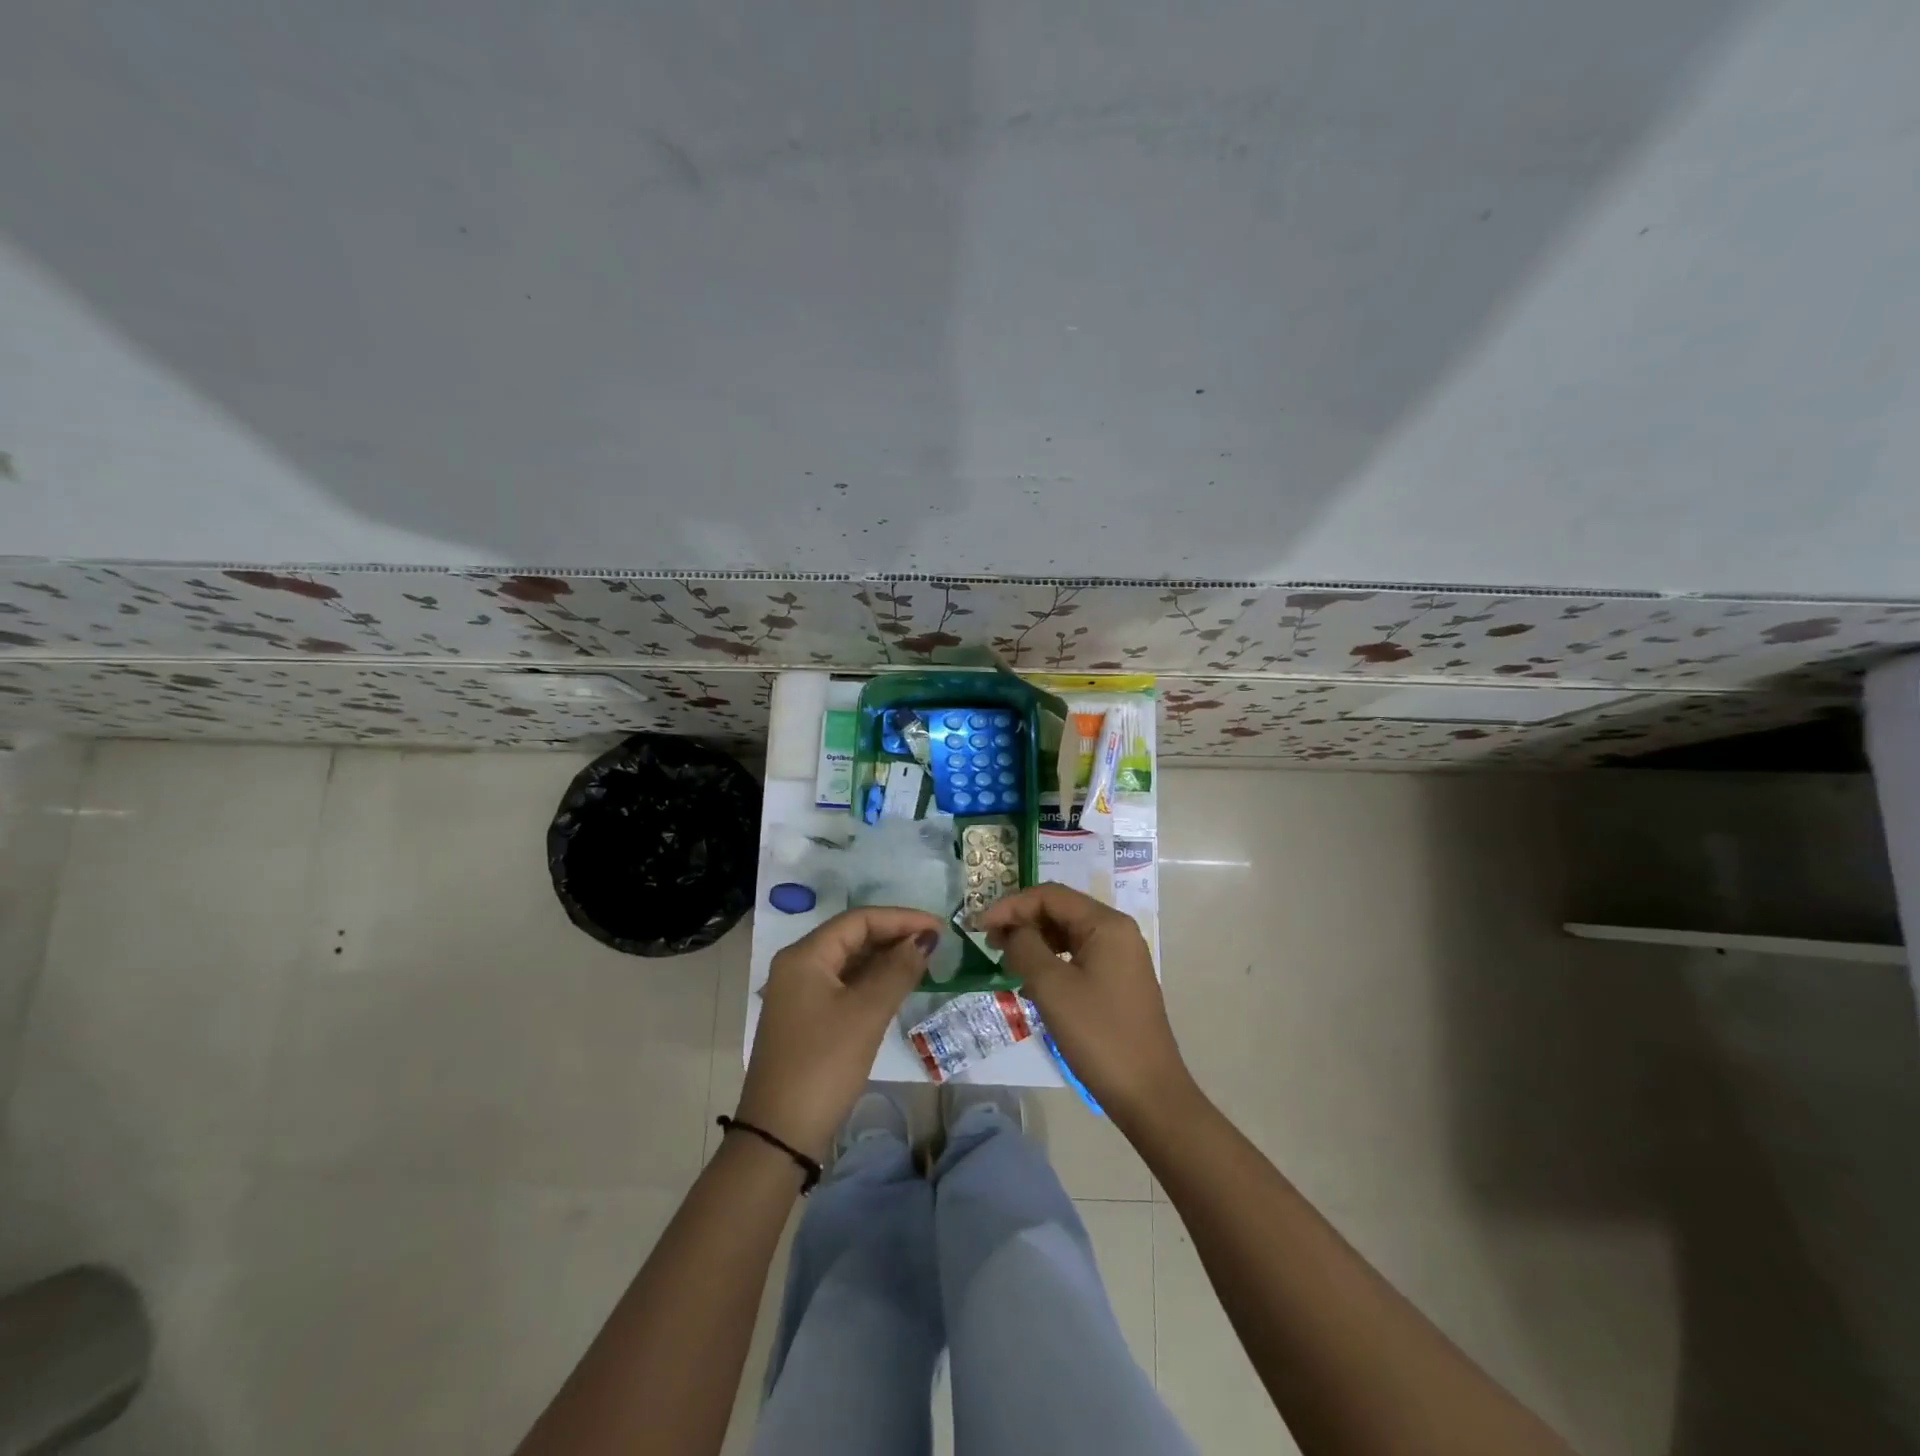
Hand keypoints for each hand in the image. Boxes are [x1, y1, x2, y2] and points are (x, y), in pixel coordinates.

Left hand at [736, 907, 941, 1160]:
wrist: (780, 1134)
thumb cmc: (824, 1064)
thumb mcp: (866, 1013)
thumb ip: (897, 970)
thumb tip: (923, 940)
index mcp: (805, 955)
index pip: (859, 919)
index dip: (901, 918)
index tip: (939, 928)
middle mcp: (798, 966)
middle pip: (852, 936)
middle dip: (894, 936)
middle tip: (936, 945)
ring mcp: (800, 993)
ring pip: (849, 961)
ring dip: (885, 958)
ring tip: (924, 962)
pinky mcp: (807, 1018)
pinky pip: (844, 984)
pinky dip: (872, 981)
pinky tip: (898, 986)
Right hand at [981, 884, 1193, 1124]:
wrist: (1148, 1094)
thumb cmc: (1098, 1034)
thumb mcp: (1052, 987)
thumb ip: (1025, 947)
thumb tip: (1011, 931)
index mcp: (1106, 924)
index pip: (1050, 895)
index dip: (1011, 905)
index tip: (980, 927)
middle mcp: (1117, 932)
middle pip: (1060, 910)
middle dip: (1021, 920)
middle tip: (989, 943)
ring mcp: (1120, 958)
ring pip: (1067, 934)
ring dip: (1034, 940)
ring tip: (1005, 959)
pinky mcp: (1117, 982)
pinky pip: (1077, 956)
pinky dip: (1050, 960)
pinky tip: (1031, 980)